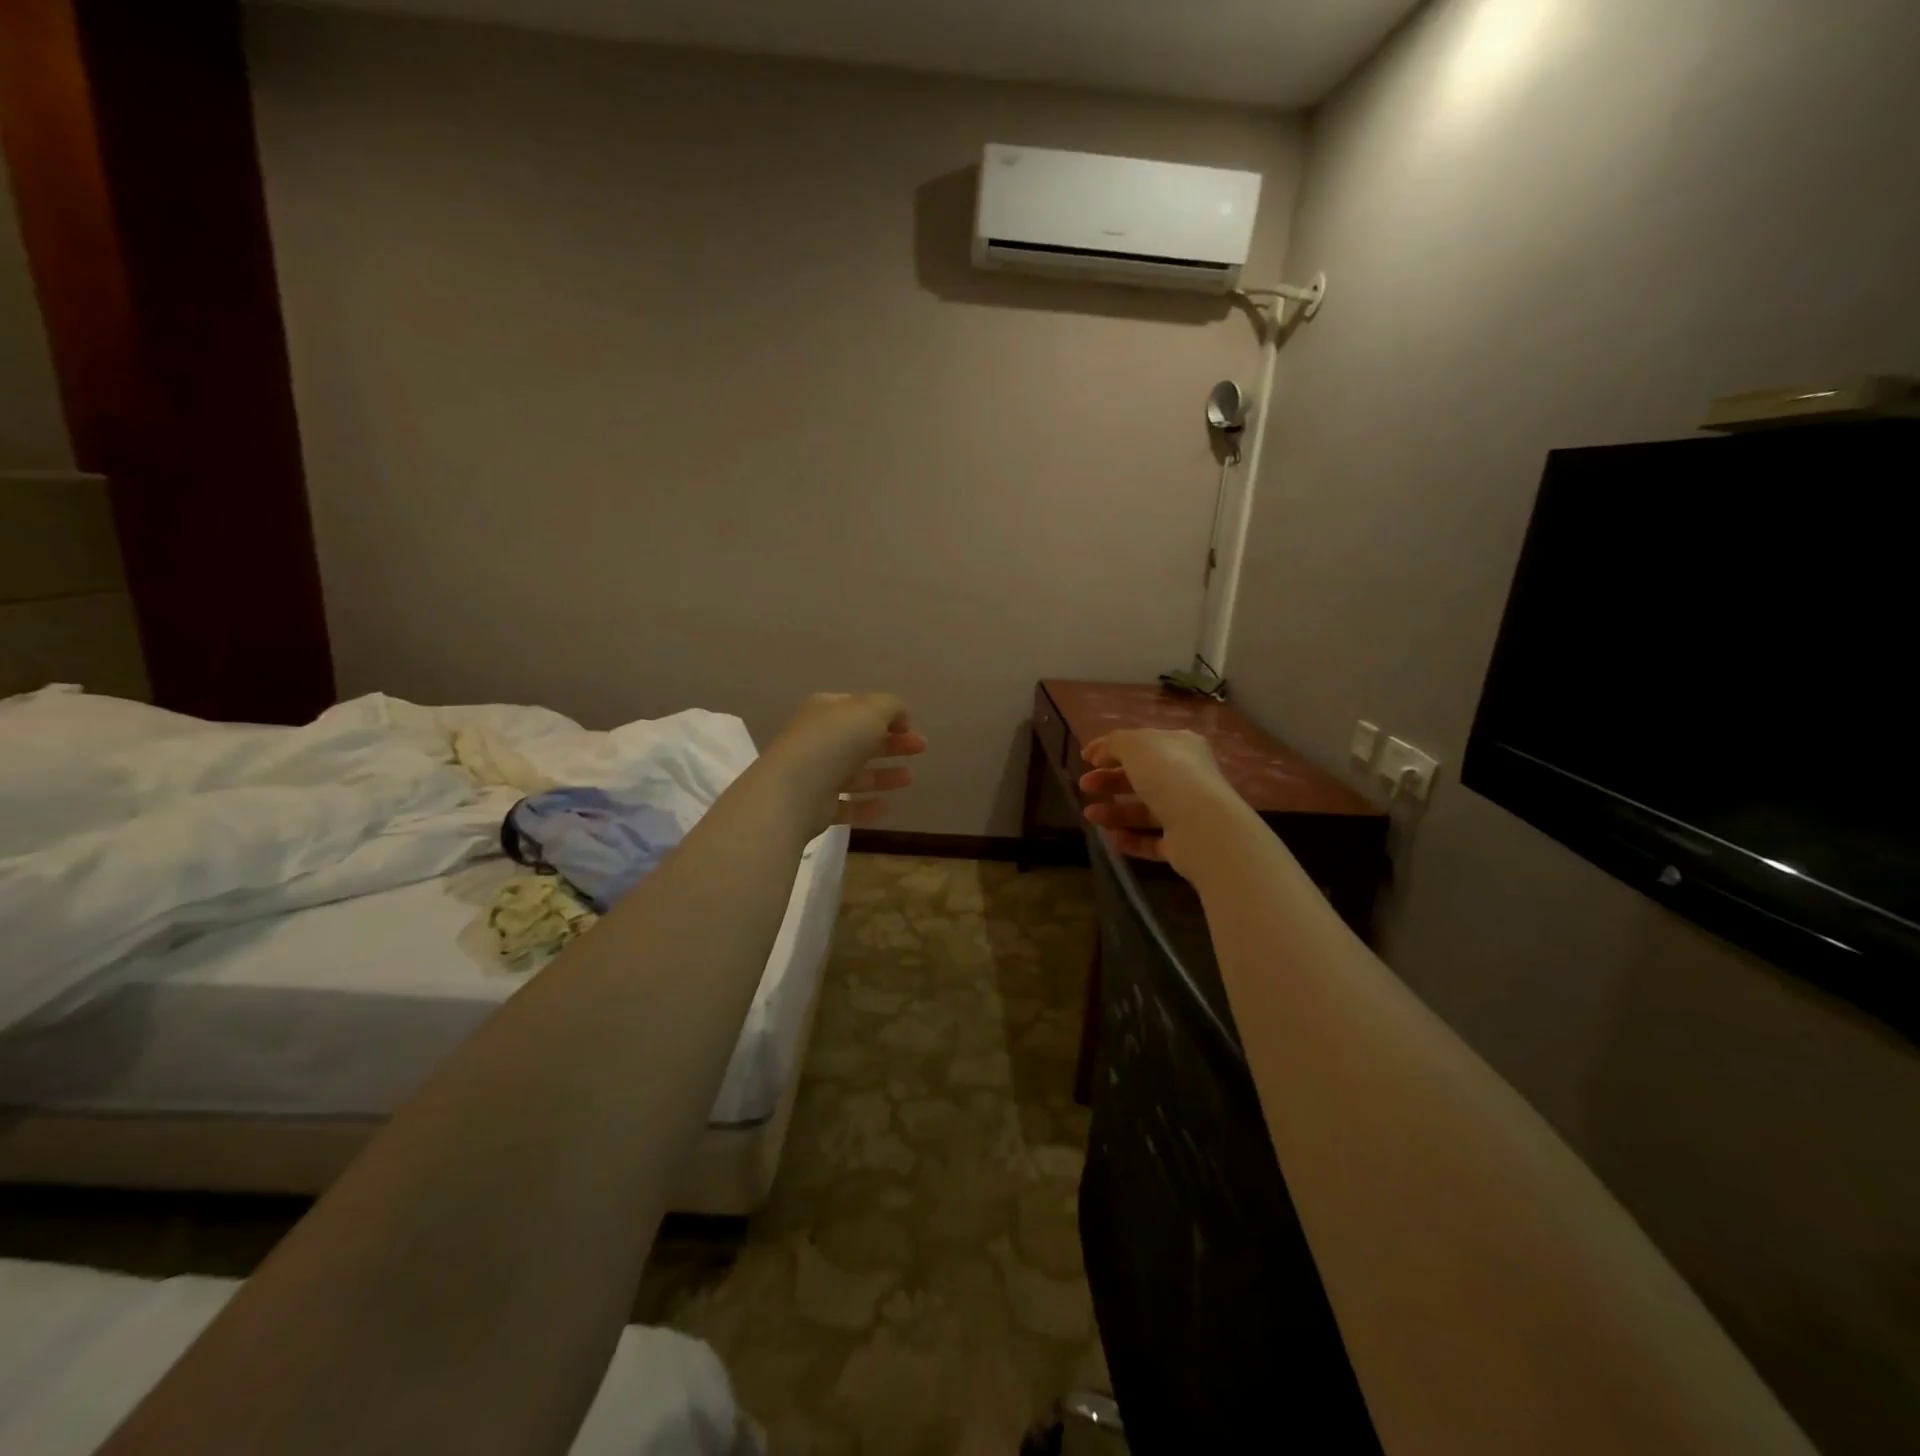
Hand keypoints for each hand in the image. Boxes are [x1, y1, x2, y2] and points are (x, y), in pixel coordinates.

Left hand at [764, 693, 926, 831]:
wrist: (796, 788)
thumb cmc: (835, 741)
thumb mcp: (871, 710)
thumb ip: (891, 707)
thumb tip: (901, 717)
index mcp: (825, 711)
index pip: (858, 708)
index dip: (886, 715)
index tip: (910, 726)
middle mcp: (817, 740)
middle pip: (860, 741)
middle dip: (892, 744)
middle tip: (921, 748)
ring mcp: (814, 774)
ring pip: (855, 774)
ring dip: (883, 775)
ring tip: (910, 778)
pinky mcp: (815, 807)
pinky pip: (845, 805)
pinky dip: (865, 806)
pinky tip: (887, 807)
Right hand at [1078, 728, 1244, 878]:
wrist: (1202, 826)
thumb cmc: (1167, 774)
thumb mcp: (1135, 745)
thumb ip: (1113, 743)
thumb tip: (1098, 752)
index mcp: (1180, 747)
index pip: (1143, 744)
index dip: (1112, 748)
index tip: (1085, 758)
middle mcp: (1186, 777)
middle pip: (1141, 778)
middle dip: (1109, 780)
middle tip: (1084, 786)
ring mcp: (1186, 812)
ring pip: (1144, 810)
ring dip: (1114, 811)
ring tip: (1090, 815)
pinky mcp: (1183, 844)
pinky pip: (1151, 840)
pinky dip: (1130, 838)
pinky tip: (1110, 836)